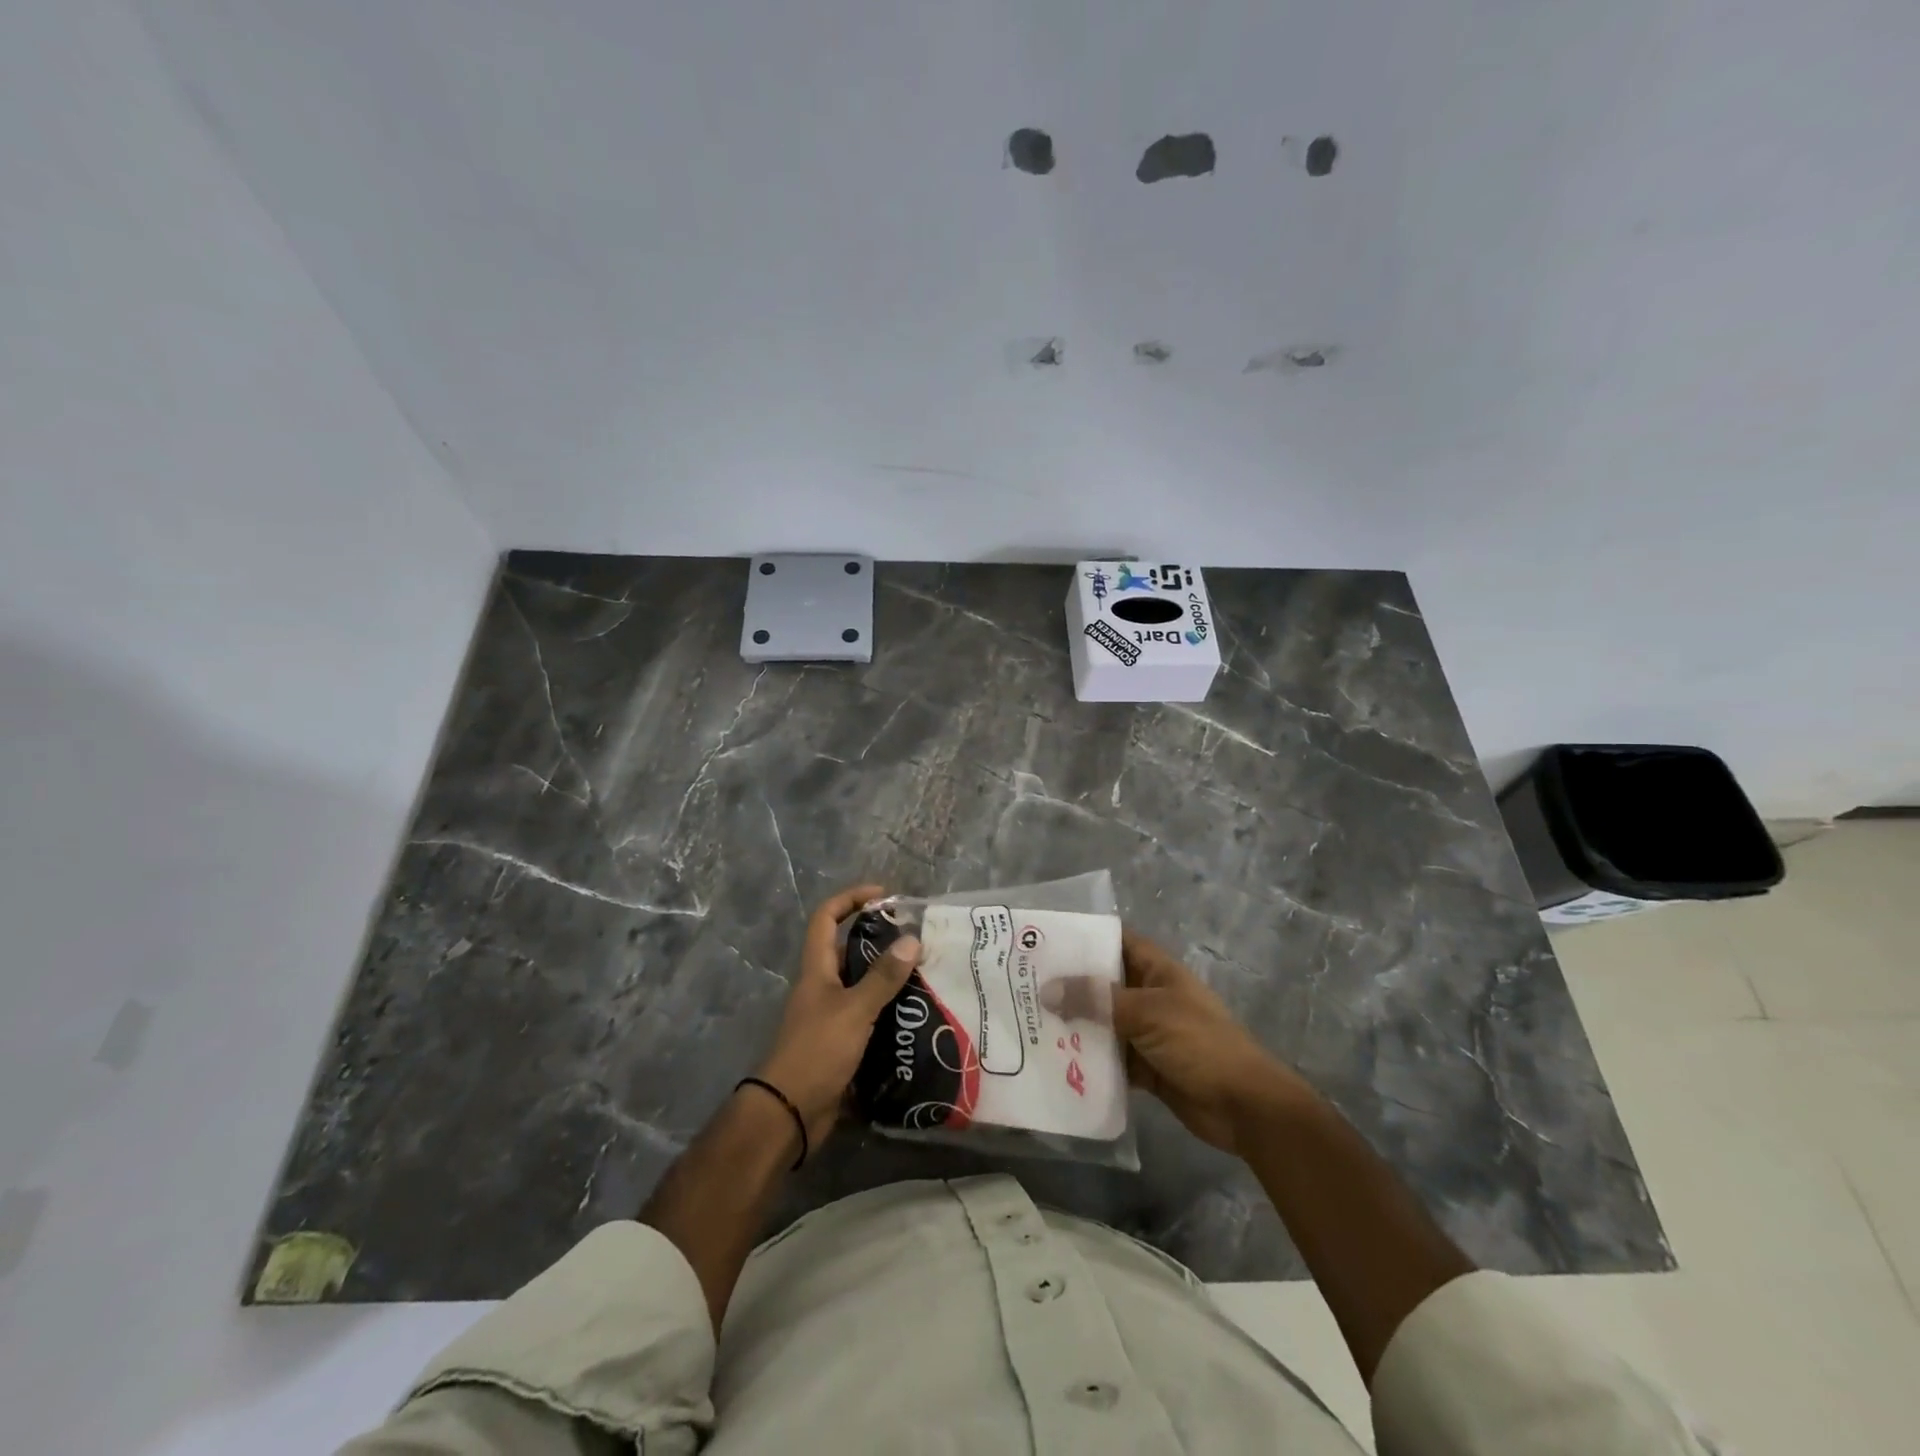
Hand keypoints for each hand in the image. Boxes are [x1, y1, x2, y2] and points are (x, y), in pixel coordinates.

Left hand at [753, 883, 920, 1156]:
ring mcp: (831, 1016)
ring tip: (928, 975)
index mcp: (817, 969)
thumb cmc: (816, 1051)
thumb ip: (883, 977)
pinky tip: (918, 1016)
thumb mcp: (854, 1010)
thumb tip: (911, 938)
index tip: (884, 896)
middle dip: (881, 941)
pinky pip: (869, 1017)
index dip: (850, 899)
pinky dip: (890, 1012)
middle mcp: (822, 987)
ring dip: (890, 979)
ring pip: (862, 986)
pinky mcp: (842, 1044)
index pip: (826, 918)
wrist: (790, 1114)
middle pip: (848, 950)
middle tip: (919, 941)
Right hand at [1046, 928, 1308, 1154]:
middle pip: (1103, 982)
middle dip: (1068, 984)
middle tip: (1022, 985)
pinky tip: (1054, 1061)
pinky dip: (1087, 1059)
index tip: (1043, 941)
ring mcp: (1147, 1032)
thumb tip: (1047, 989)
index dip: (1083, 938)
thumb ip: (1097, 1000)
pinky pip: (1109, 1057)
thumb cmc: (1200, 1044)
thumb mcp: (1147, 1013)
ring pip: (1102, 1021)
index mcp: (1157, 970)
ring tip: (1028, 1021)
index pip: (1115, 941)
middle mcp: (1149, 995)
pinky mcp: (1145, 1067)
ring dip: (1073, 1024)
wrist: (1245, 1106)